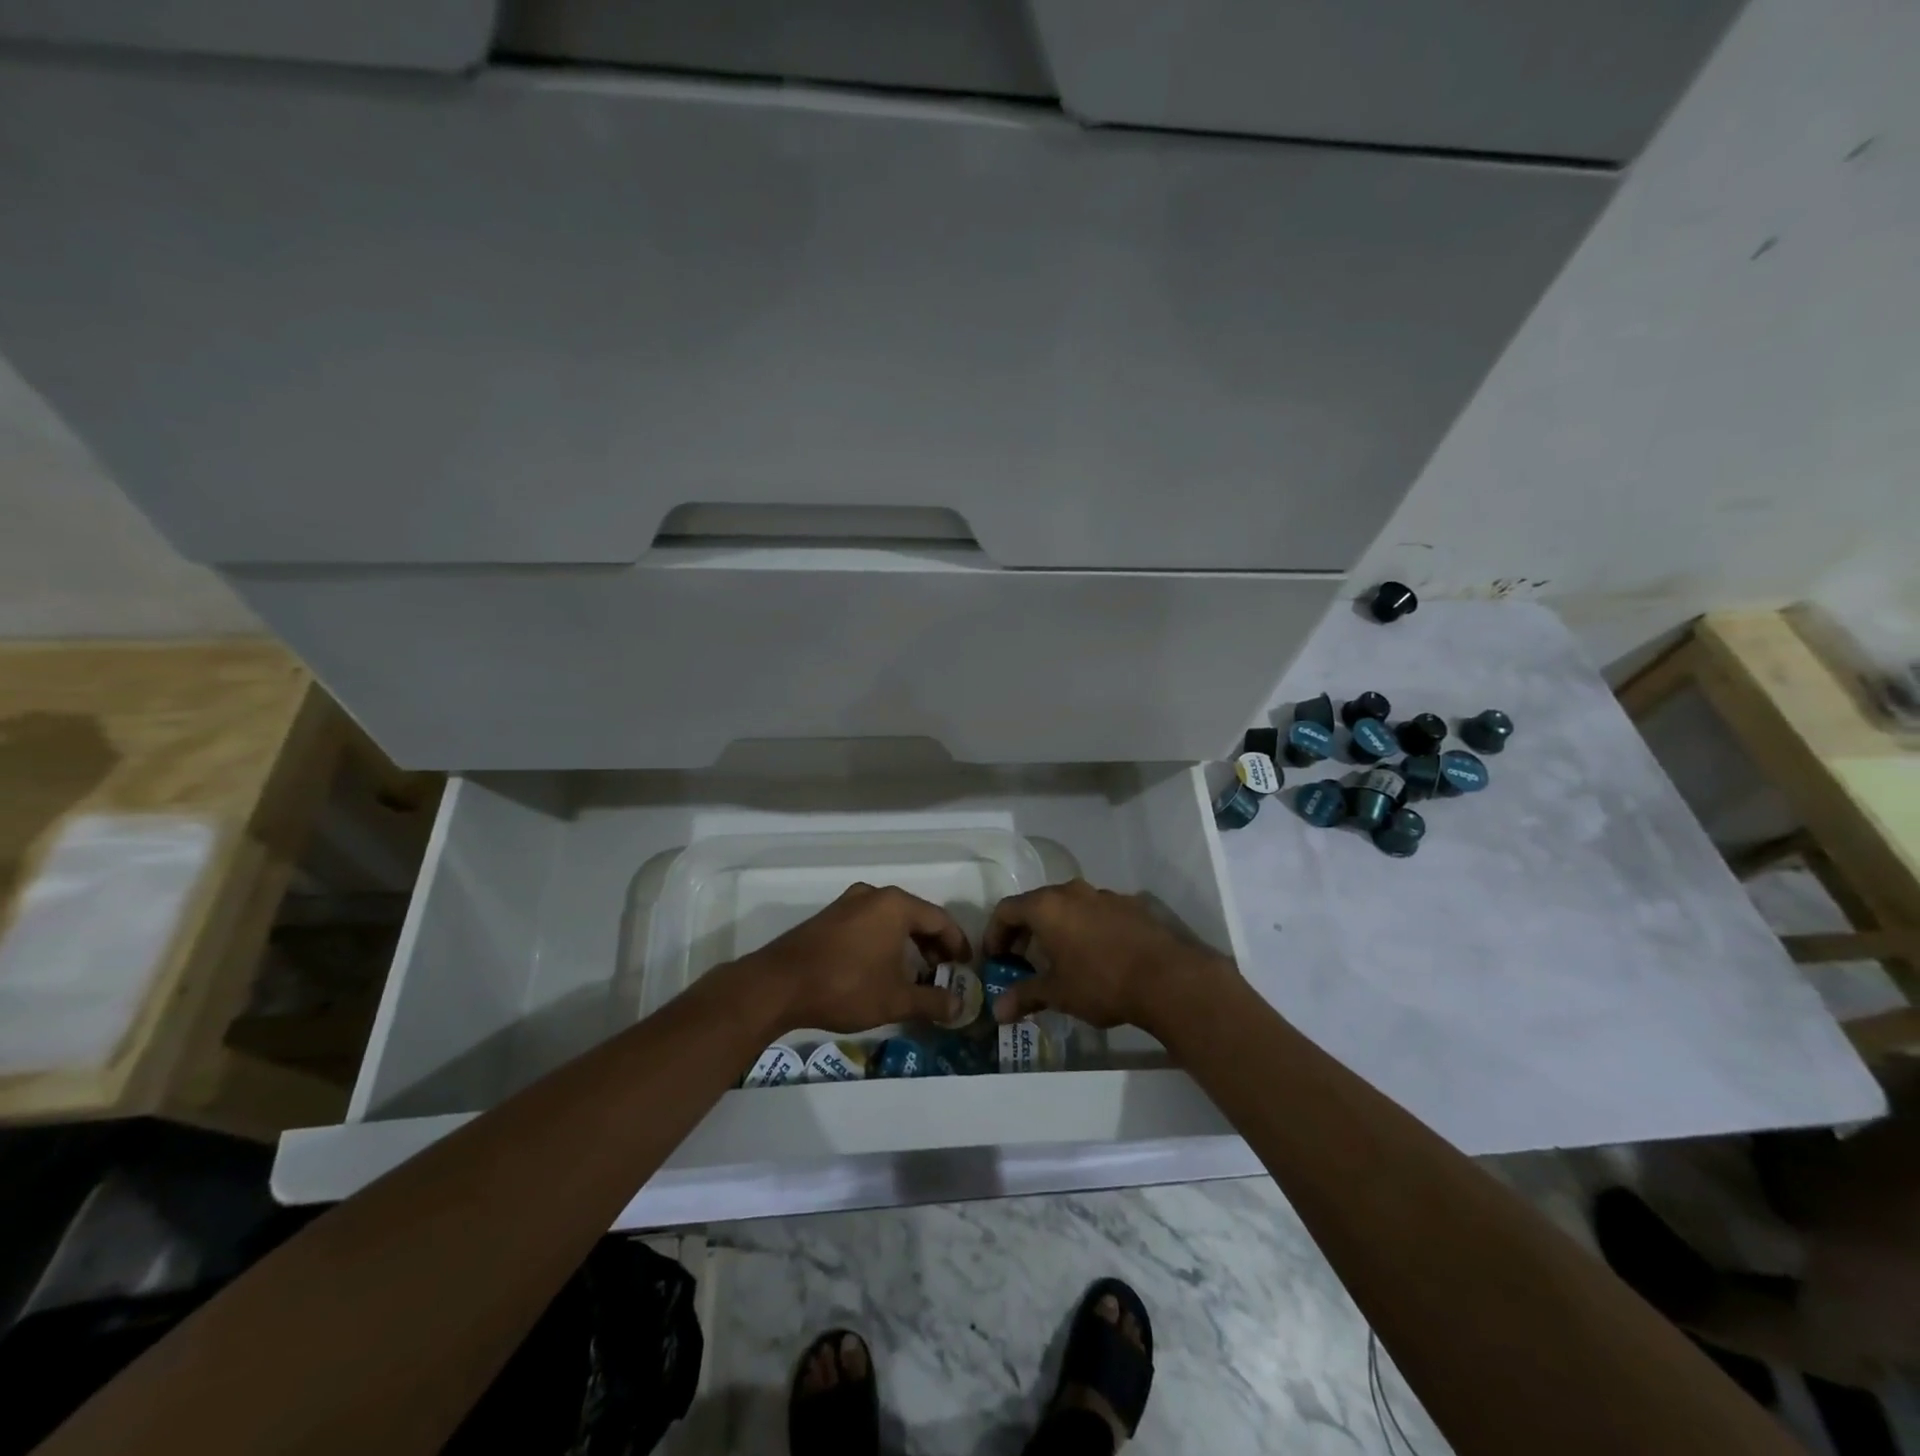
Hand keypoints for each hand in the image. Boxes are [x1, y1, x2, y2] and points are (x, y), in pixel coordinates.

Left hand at [737, 884, 971, 1034]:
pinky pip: (869, 924)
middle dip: (933, 945)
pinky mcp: (828, 918)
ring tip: (914, 973)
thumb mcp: (896, 999)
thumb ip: (932, 1002)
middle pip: (915, 916)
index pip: (940, 920)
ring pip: (890, 920)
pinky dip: (884, 942)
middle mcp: (874, 895)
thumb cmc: (846, 986)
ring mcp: (848, 904)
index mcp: (896, 905)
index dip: (957, 944)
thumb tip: (960, 1006)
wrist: (779, 985)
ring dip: (908, 944)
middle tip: (943, 972)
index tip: (966, 966)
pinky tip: (881, 968)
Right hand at [985, 880, 1233, 1032]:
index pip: (1007, 910)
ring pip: (1068, 906)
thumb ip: (1025, 996)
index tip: (995, 959)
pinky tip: (1095, 956)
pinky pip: (1096, 912)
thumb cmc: (1100, 982)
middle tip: (1022, 960)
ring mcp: (1104, 895)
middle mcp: (1072, 891)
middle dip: (1025, 931)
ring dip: (1056, 928)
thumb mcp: (1057, 993)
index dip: (995, 934)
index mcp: (1047, 906)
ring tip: (1059, 960)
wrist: (1167, 978)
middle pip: (1037, 904)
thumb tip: (997, 1011)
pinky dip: (1085, 928)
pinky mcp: (1130, 905)